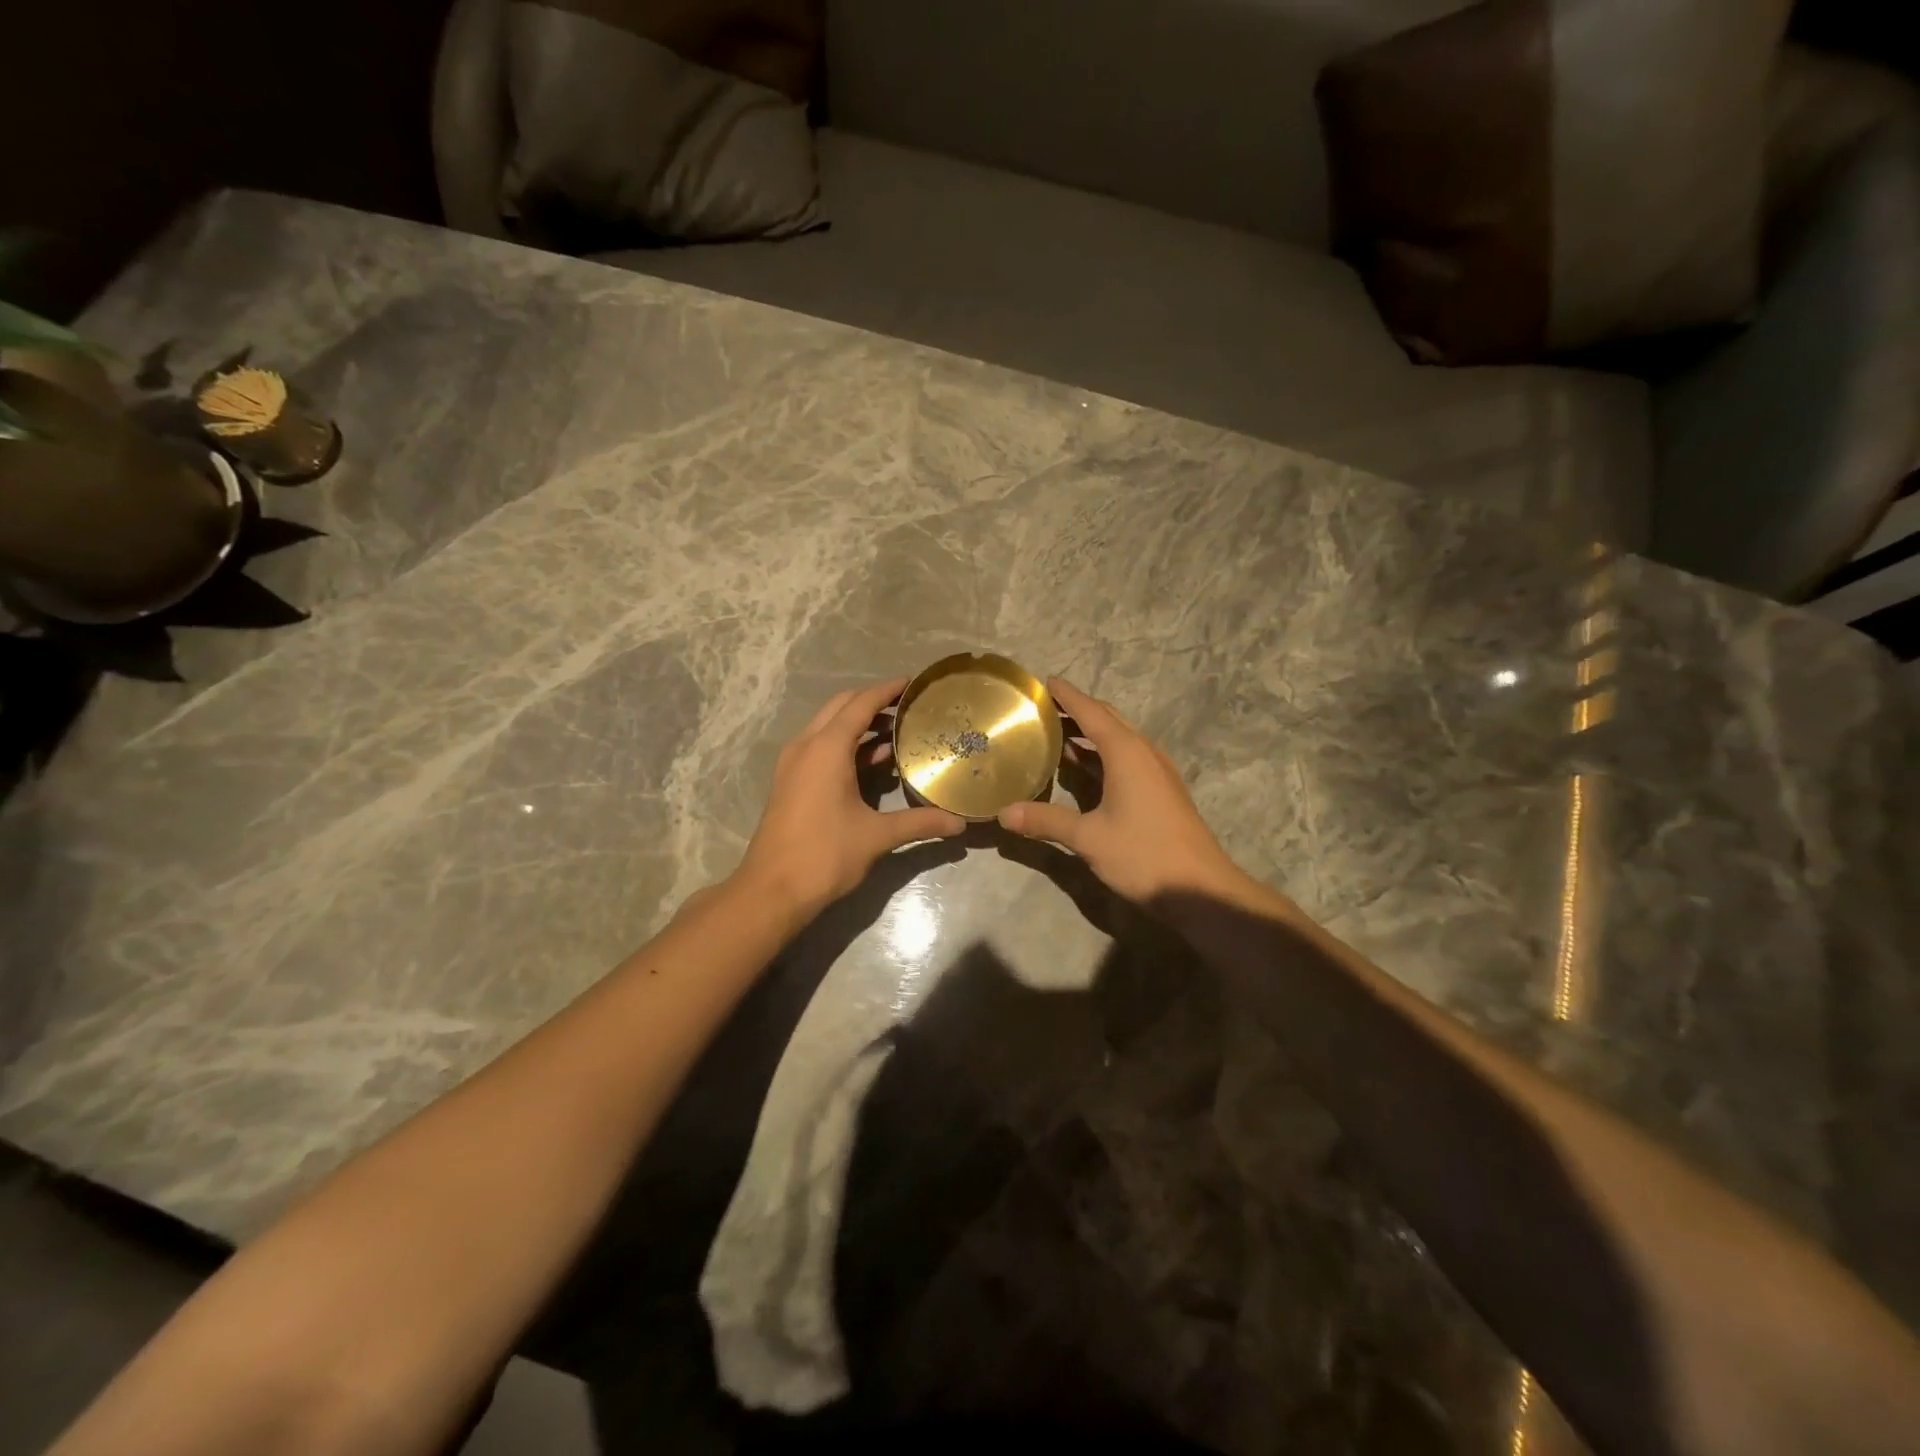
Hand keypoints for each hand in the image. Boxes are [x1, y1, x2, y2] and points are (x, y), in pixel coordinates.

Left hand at [735, 678, 964, 919]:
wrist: (771, 890)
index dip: (887, 690)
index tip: (913, 683)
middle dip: (873, 703)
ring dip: (859, 725)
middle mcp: (806, 746)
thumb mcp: (877, 836)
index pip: (861, 704)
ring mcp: (793, 764)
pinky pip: (820, 748)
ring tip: (897, 733)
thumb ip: (920, 823)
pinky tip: (872, 763)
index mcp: (826, 748)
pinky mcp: (790, 782)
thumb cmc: (824, 855)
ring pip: (828, 727)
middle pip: (841, 707)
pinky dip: (846, 745)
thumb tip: (959, 824)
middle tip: (907, 708)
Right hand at [997, 679, 1245, 904]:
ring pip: (1119, 740)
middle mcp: (1144, 753)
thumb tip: (1003, 813)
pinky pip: (1127, 759)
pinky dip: (1101, 756)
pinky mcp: (1161, 791)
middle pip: (1108, 720)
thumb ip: (1046, 821)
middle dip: (1076, 711)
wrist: (1201, 889)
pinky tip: (1082, 770)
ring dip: (1089, 734)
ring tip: (1055, 735)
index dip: (1067, 695)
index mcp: (1126, 752)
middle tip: (1042, 709)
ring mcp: (1156, 772)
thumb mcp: (1089, 838)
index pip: (1091, 711)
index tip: (1044, 682)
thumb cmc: (1144, 855)